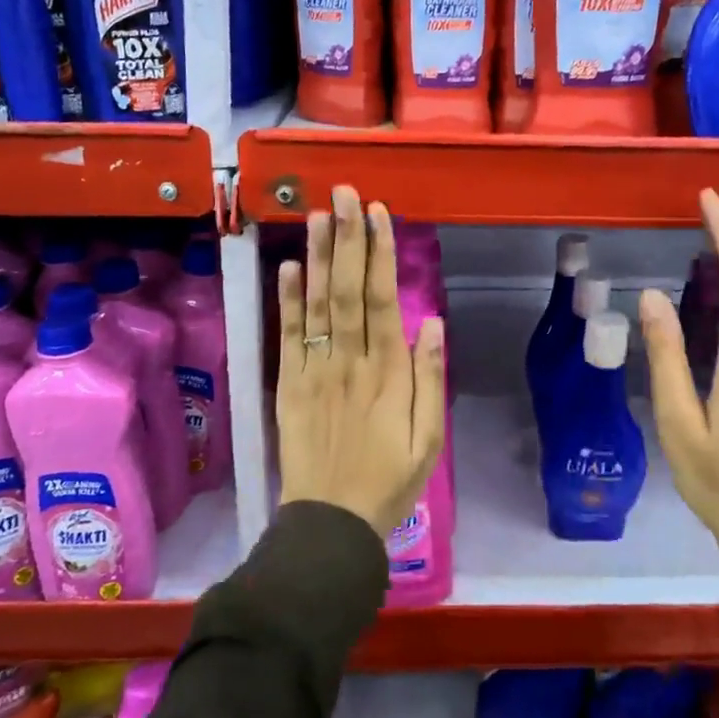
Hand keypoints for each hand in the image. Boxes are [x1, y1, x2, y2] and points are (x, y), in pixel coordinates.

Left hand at [276, 184, 445, 537]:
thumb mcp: (429, 439)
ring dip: (316, 257)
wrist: (330, 523)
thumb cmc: (389, 481)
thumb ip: (429, 379)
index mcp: (387, 373)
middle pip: (347, 290)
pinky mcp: (288, 385)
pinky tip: (287, 267)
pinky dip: (287, 300)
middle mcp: (349, 362)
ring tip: (317, 215)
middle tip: (345, 194)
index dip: (379, 254)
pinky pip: (288, 336)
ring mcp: (314, 371)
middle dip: (347, 238)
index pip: (382, 300)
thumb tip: (431, 321)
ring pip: (316, 305)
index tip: (379, 214)